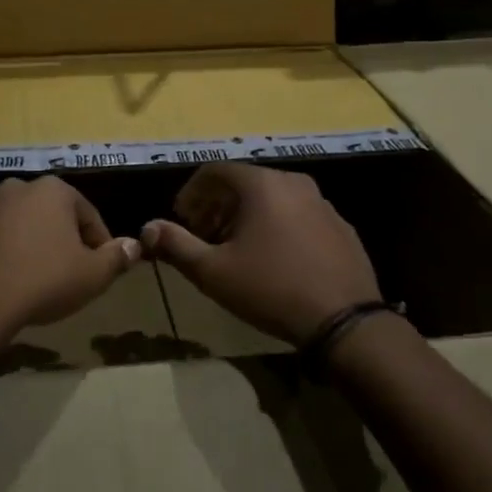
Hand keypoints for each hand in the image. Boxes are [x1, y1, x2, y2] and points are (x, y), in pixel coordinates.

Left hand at [0, 177, 140, 334]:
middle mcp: (15, 189)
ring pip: (16, 226)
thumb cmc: (44, 281)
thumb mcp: (93, 275)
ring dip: (27, 245)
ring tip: (32, 280)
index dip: (99, 244)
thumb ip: (116, 257)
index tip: (100, 270)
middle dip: (61, 240)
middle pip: (50, 215)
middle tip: (67, 274)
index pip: (88, 215)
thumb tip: (134, 245)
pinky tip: (2, 283)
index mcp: (52, 190)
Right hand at [140, 163, 379, 345]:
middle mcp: (294, 182)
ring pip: (273, 198)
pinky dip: (276, 225)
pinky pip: (298, 214)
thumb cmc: (271, 289)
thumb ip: (176, 245)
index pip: (216, 171)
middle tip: (202, 234)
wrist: (344, 321)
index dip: (192, 192)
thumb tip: (147, 229)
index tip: (181, 218)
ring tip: (234, 248)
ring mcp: (322, 203)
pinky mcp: (340, 226)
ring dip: (246, 216)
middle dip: (217, 205)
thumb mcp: (213, 271)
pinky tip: (273, 259)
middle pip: (245, 183)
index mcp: (262, 185)